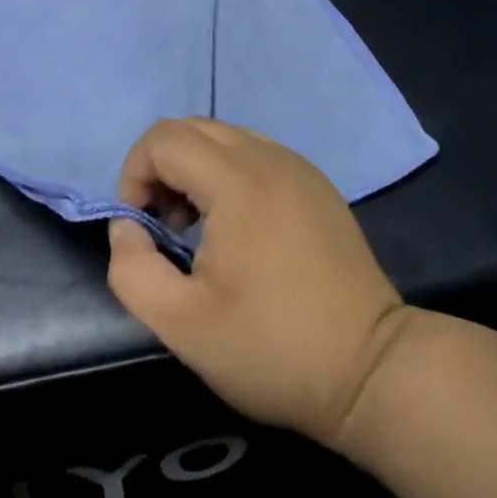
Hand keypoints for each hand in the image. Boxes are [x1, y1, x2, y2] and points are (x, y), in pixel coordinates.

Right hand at [105, 118, 410, 449]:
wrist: (370, 368)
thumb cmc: (272, 348)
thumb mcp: (183, 325)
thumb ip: (133, 269)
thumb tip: (127, 226)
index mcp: (237, 181)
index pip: (164, 138)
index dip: (134, 174)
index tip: (141, 226)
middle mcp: (269, 157)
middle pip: (193, 128)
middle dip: (162, 168)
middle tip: (165, 227)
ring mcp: (298, 165)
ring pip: (225, 137)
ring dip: (195, 169)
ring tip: (198, 228)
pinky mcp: (316, 182)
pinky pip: (256, 153)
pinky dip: (229, 173)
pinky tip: (238, 227)